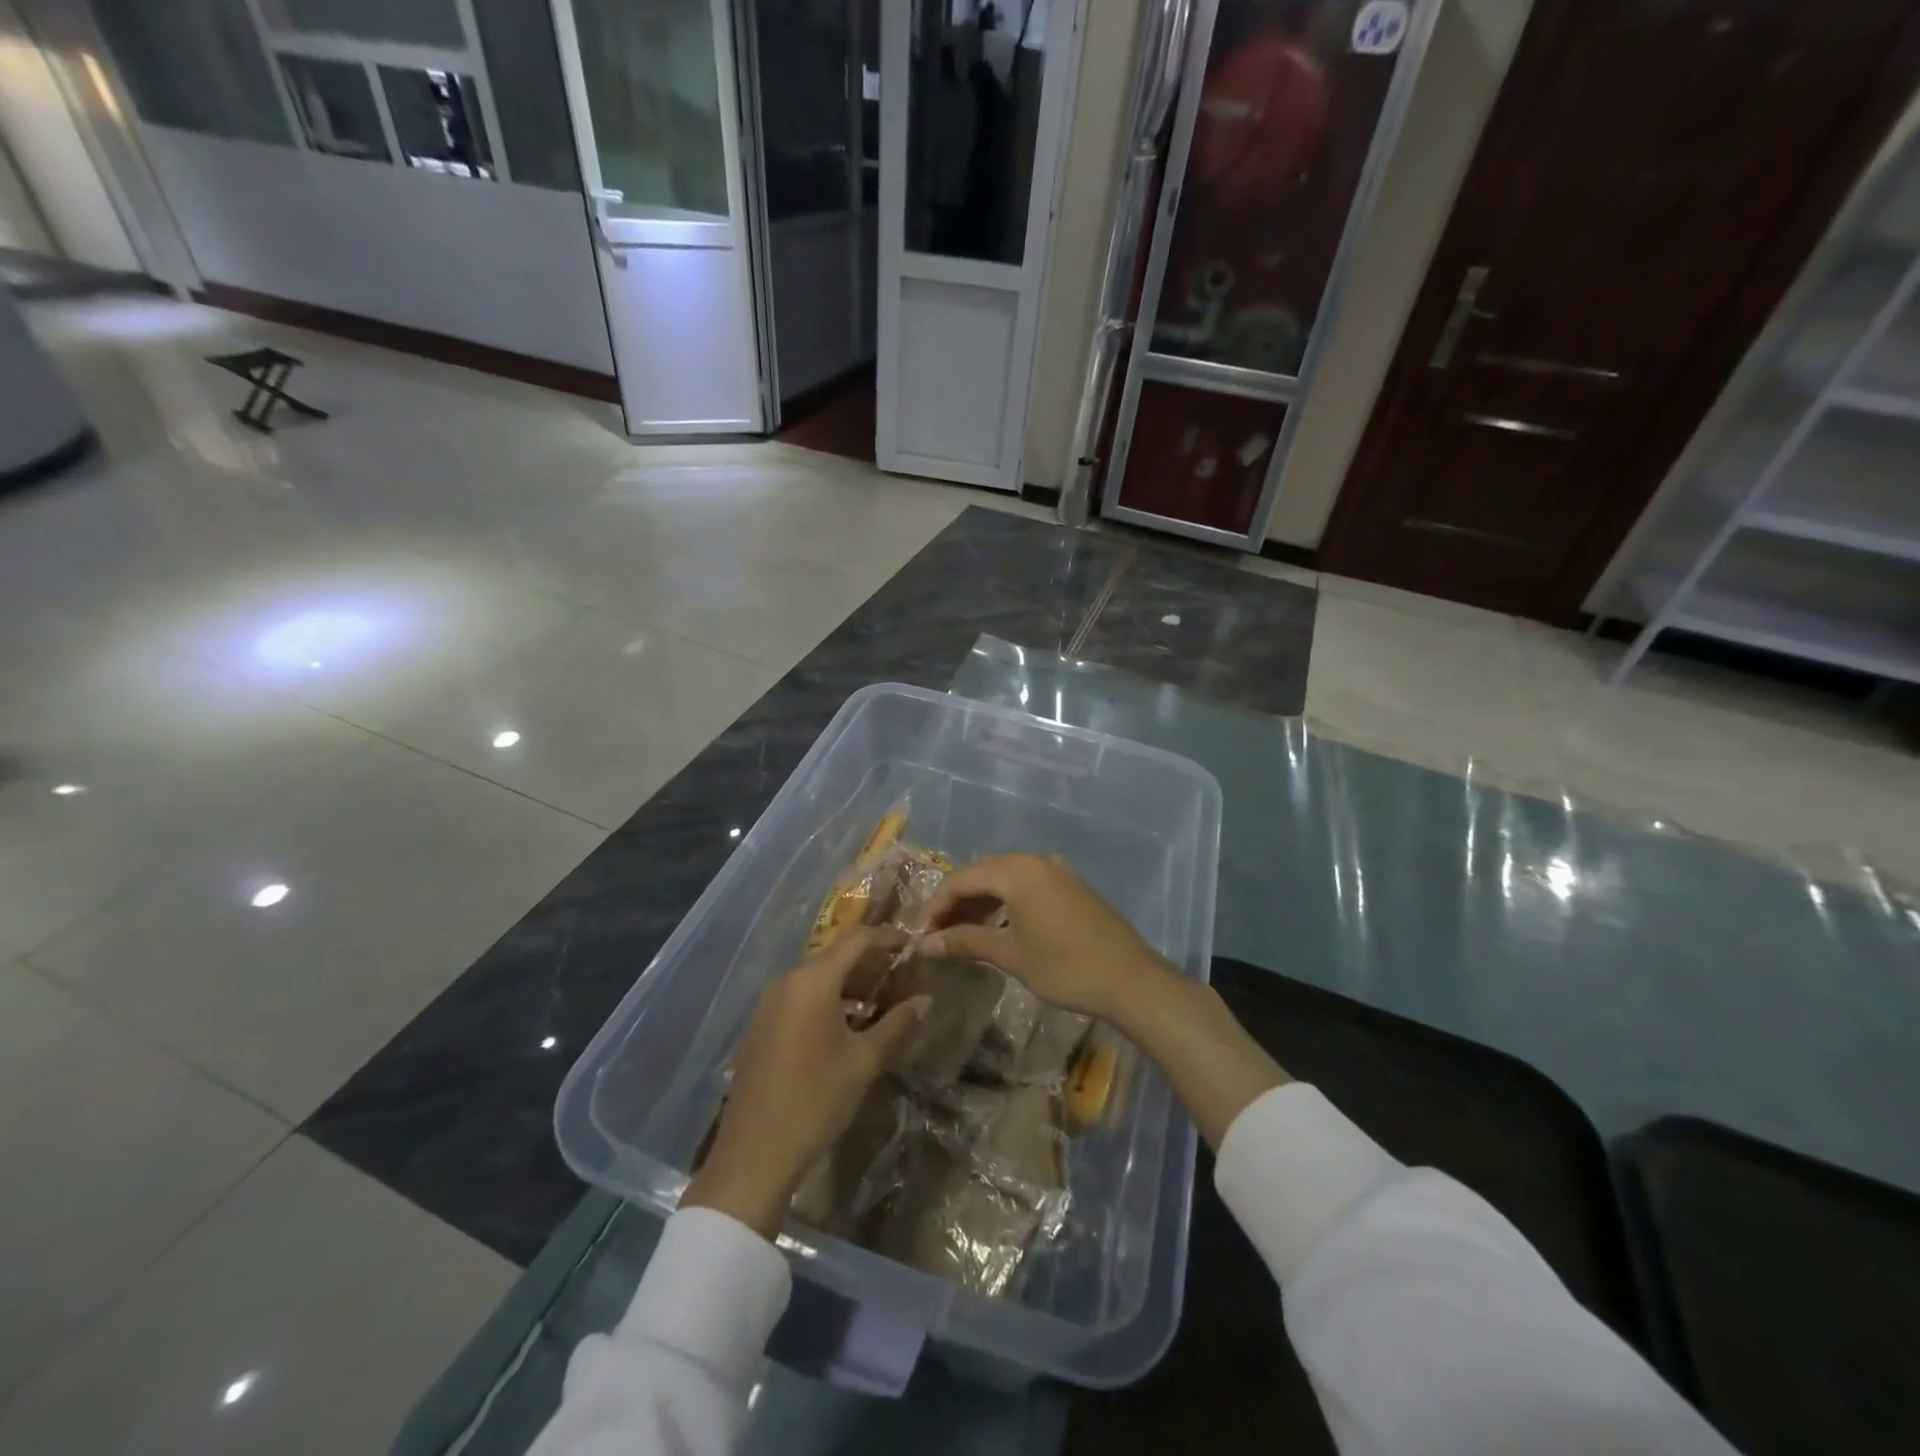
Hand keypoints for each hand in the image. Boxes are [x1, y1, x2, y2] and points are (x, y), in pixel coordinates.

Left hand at [684, 926, 929, 1237]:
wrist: (754, 1153)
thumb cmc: (816, 1100)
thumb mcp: (864, 1061)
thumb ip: (897, 1024)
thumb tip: (926, 999)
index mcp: (813, 981)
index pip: (857, 940)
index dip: (887, 938)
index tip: (913, 946)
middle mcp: (788, 981)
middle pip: (836, 956)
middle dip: (870, 962)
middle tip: (902, 976)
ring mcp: (770, 1003)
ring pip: (818, 977)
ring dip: (850, 982)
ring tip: (881, 1000)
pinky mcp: (762, 1025)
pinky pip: (801, 996)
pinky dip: (828, 998)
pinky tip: (849, 1023)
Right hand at [918, 853, 1175, 1021]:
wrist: (1131, 979)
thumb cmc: (1065, 967)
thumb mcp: (1010, 954)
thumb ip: (965, 942)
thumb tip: (924, 944)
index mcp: (1017, 870)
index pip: (961, 878)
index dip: (937, 906)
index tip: (921, 934)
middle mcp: (1035, 860)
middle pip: (982, 872)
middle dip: (956, 901)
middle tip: (938, 934)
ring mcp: (1056, 870)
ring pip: (1005, 878)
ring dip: (981, 901)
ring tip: (963, 933)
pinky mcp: (1071, 884)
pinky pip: (1027, 884)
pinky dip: (1006, 901)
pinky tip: (998, 926)